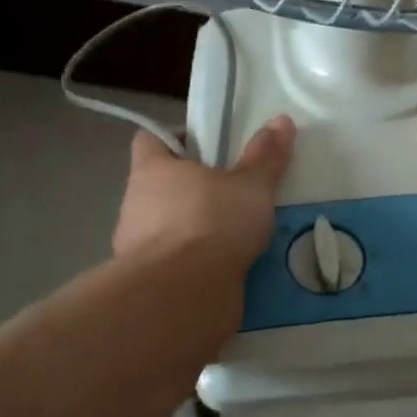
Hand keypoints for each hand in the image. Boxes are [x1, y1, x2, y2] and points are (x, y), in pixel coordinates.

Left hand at [112, 116, 295, 275]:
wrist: (183, 297)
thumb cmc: (213, 223)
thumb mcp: (251, 186)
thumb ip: (265, 156)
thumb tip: (281, 119)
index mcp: (152, 170)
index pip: (150, 139)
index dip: (176, 139)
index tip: (206, 148)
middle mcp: (135, 203)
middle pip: (159, 185)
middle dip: (191, 189)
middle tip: (230, 191)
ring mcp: (135, 247)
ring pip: (165, 226)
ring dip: (191, 229)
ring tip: (233, 233)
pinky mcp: (148, 283)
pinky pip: (172, 264)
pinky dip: (192, 264)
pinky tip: (224, 268)